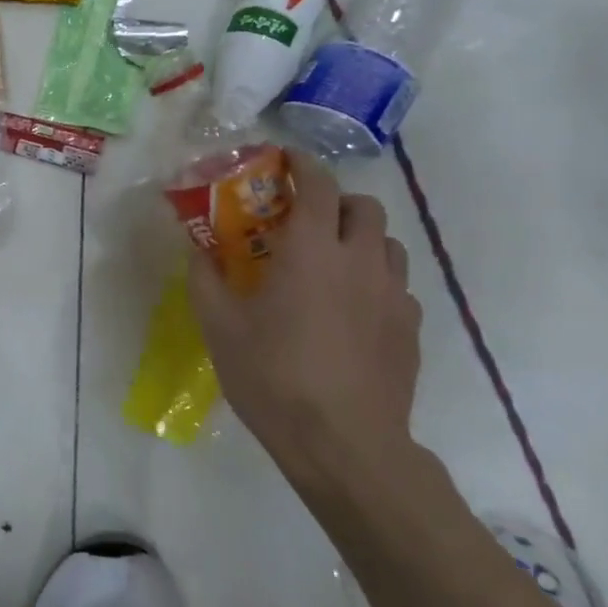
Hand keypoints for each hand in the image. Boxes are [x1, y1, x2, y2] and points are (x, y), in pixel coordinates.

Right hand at [187, 154, 422, 494]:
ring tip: (331, 264)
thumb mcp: (219, 327)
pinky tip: (351, 310)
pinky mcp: (410, 329)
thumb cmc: (273, 377)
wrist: (344, 444)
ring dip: (360, 239)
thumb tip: (197, 251)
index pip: (318, 185)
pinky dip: (375, 279)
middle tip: (305, 221)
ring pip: (388, 244)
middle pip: (364, 207)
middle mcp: (360, 261)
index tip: (286, 162)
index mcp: (311, 251)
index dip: (303, 165)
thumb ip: (205, 279)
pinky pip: (397, 285)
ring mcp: (393, 295)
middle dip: (336, 202)